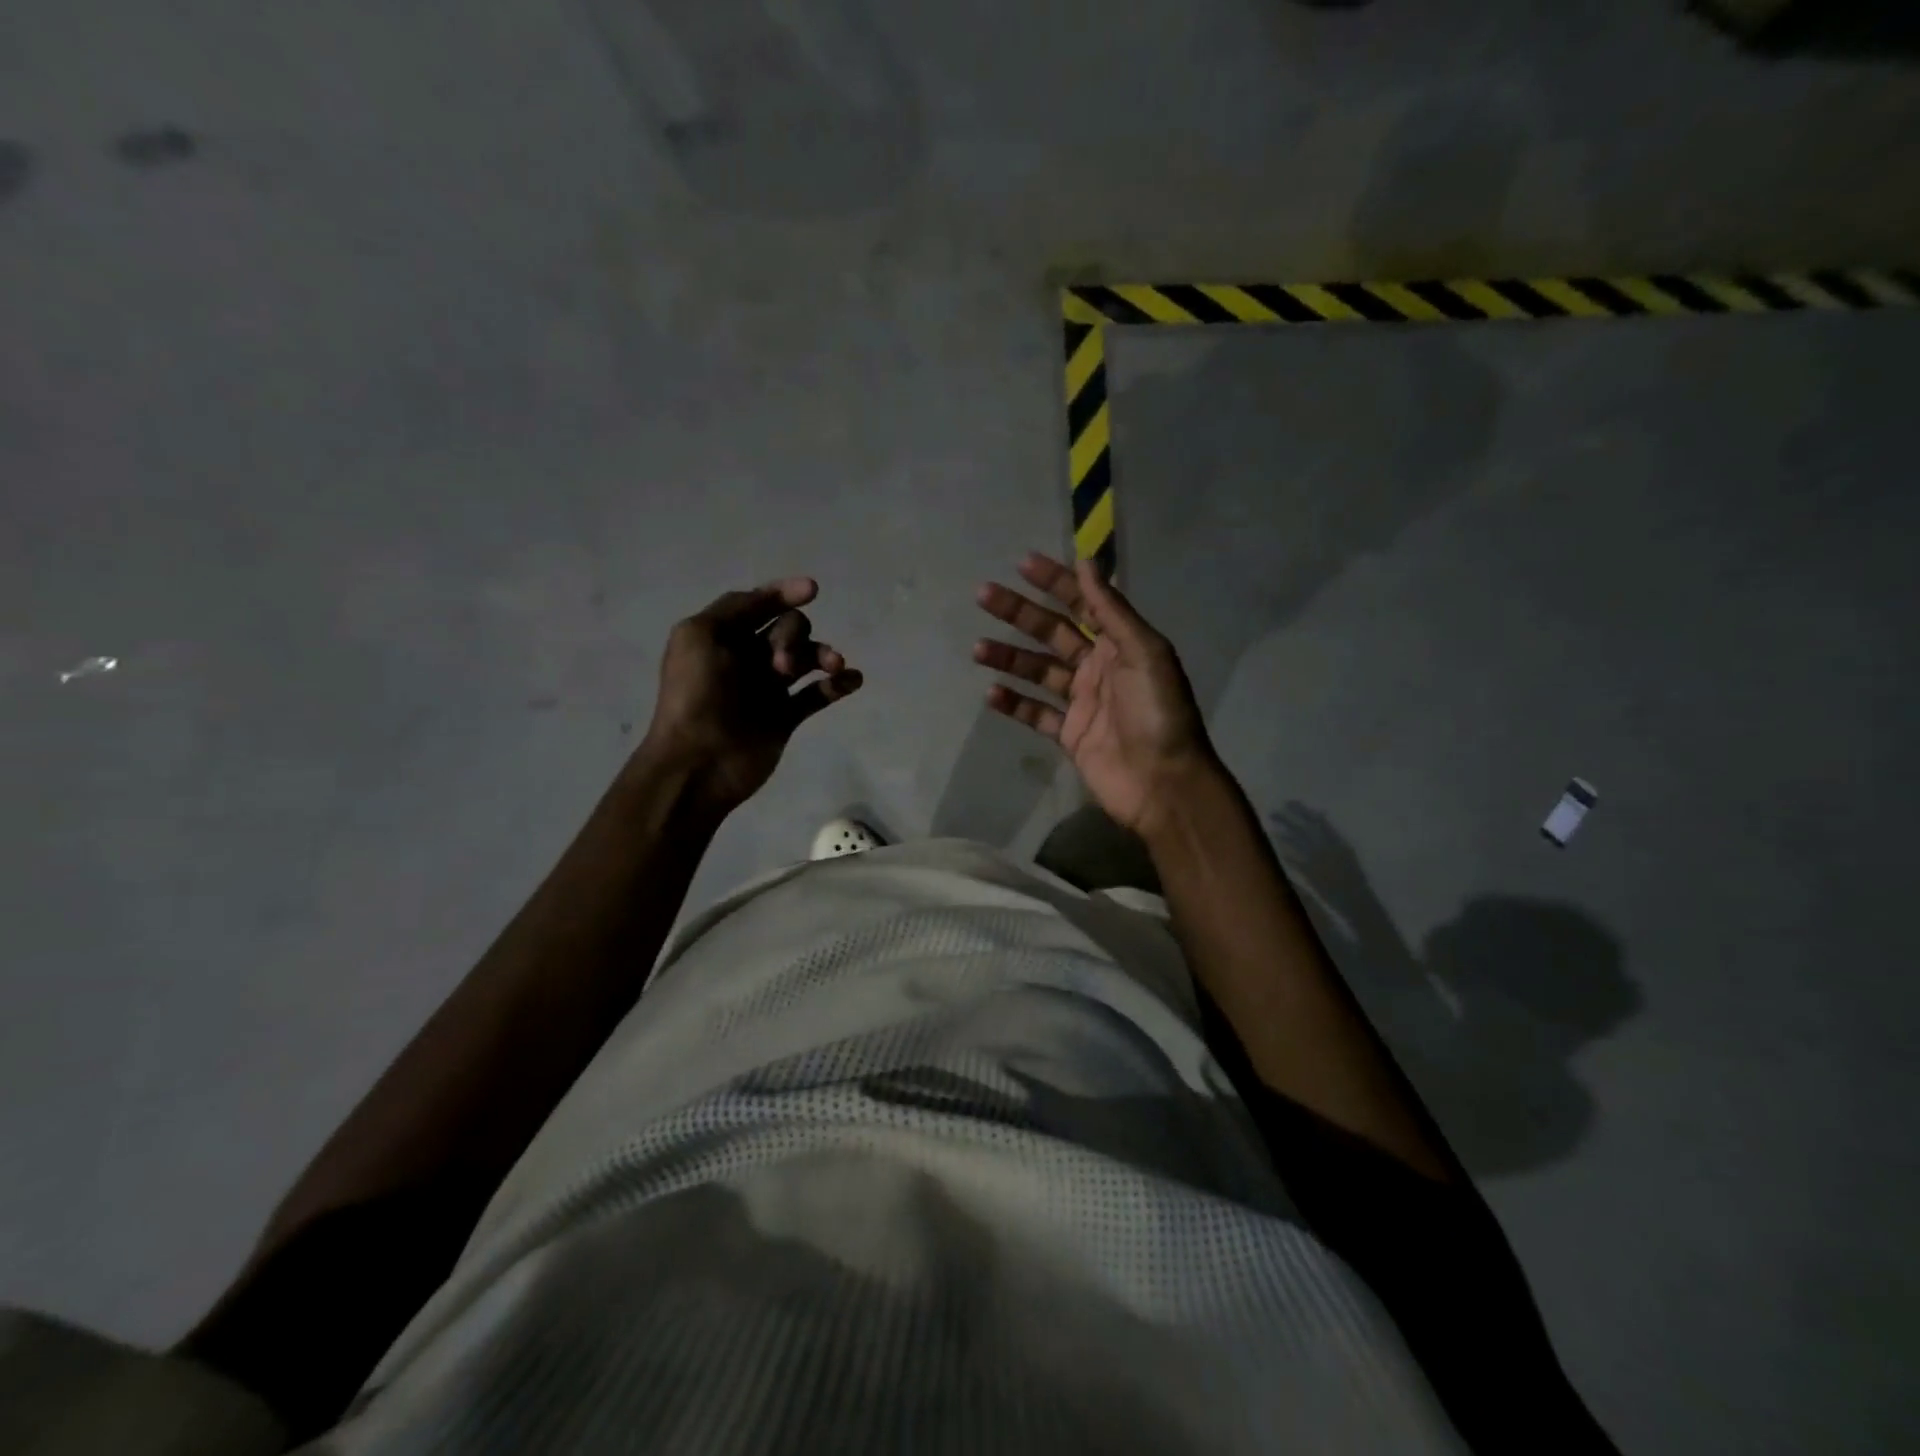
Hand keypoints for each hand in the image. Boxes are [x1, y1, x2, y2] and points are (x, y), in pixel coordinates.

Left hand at [642, 578, 862, 812]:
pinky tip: (852, 679)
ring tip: (833, 666)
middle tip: (780, 666)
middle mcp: (746, 657)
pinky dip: (838, 684)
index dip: (784, 593)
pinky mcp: (785, 717)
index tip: (812, 590)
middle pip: (788, 629)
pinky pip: (818, 694)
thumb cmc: (696, 695)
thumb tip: (773, 598)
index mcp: (722, 636)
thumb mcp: (700, 636)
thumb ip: (736, 609)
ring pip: (807, 659)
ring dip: (823, 655)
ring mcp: (768, 688)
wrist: (699, 761)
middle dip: (793, 636)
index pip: (758, 604)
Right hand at [973, 552, 1218, 838]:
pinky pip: (1036, 713)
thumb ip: (1112, 611)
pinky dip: (1014, 703)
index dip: (1055, 582)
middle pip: (1052, 633)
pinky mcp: (1069, 734)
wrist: (1163, 782)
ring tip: (978, 649)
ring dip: (1009, 658)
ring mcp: (1082, 702)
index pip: (1083, 603)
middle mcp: (1098, 667)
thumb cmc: (1159, 713)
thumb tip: (1087, 562)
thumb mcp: (1144, 653)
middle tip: (983, 595)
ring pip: (1038, 672)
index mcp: (1120, 644)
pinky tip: (991, 693)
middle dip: (1019, 613)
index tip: (1022, 563)